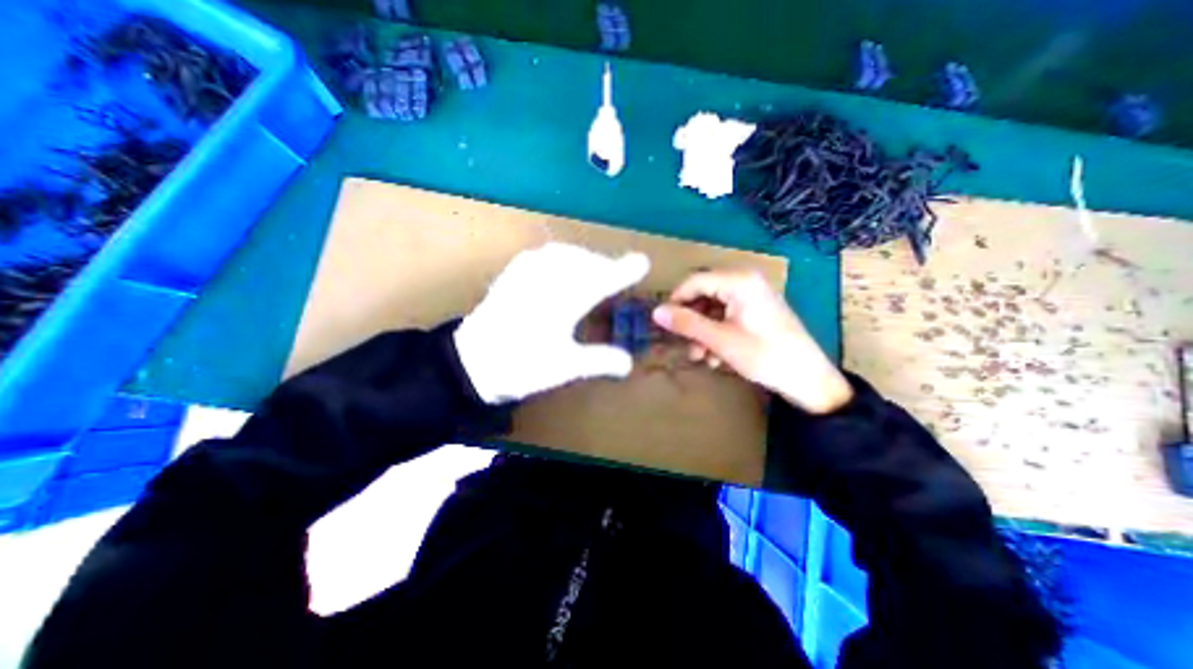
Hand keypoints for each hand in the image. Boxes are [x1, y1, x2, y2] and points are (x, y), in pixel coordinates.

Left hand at [452, 244, 647, 404]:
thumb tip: (629, 364)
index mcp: (563, 303)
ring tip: (592, 271)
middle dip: (604, 265)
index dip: (623, 270)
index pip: (601, 280)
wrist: (471, 362)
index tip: (642, 262)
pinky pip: (541, 255)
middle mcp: (546, 281)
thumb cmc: (521, 366)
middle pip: (584, 262)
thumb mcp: (565, 367)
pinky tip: (559, 267)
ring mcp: (526, 275)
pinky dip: (559, 257)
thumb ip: (600, 360)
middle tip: (617, 275)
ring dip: (583, 259)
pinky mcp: (511, 275)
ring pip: (563, 254)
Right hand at [649, 268, 852, 413]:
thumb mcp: (720, 340)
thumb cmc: (764, 355)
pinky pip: (727, 316)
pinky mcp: (757, 311)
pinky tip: (716, 356)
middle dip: (692, 321)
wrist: (809, 379)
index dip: (676, 301)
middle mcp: (746, 282)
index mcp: (739, 282)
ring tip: (701, 357)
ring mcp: (753, 297)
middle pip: (704, 295)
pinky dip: (717, 334)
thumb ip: (687, 323)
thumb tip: (656, 312)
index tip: (663, 323)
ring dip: (703, 332)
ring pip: (714, 309)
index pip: (695, 281)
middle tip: (685, 344)